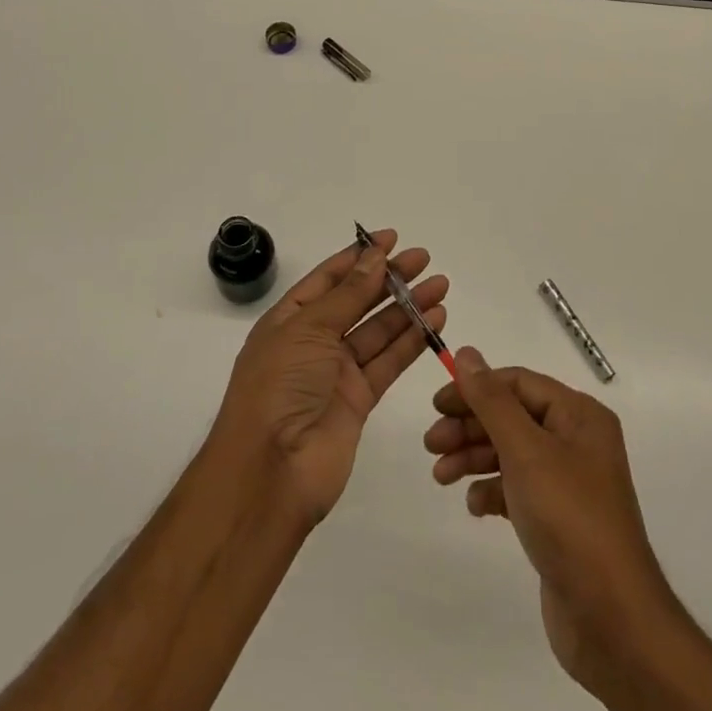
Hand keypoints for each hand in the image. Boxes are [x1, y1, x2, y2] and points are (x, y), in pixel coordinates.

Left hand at [214, 228, 446, 529]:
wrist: (271, 471)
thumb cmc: (279, 386)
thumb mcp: (308, 329)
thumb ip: (348, 294)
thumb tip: (374, 256)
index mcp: (289, 319)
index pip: (328, 278)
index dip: (359, 257)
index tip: (391, 239)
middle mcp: (313, 342)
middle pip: (357, 301)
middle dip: (389, 279)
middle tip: (423, 259)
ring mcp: (336, 372)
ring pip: (378, 330)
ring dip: (408, 307)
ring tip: (440, 285)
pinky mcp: (359, 401)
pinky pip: (388, 362)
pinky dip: (411, 341)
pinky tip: (435, 321)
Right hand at [424, 349, 676, 693]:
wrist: (612, 619)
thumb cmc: (569, 518)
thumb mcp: (526, 450)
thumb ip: (492, 401)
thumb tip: (466, 353)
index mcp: (579, 415)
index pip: (518, 383)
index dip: (476, 388)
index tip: (437, 405)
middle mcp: (576, 441)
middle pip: (512, 417)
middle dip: (470, 426)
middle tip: (431, 444)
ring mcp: (568, 482)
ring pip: (510, 453)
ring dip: (473, 457)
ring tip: (441, 475)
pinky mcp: (558, 519)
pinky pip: (517, 489)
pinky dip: (492, 490)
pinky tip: (475, 506)